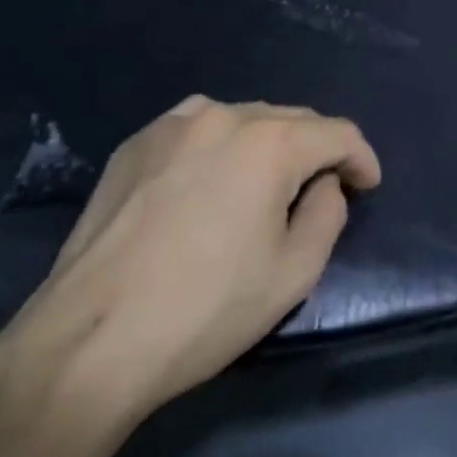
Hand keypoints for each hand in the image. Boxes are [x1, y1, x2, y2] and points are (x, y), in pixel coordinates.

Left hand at [0, 97, 380, 433]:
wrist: (89, 340)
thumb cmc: (204, 309)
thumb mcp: (294, 273)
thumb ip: (328, 213)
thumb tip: (321, 183)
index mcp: (270, 143)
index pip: (338, 132)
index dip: (361, 158)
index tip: (367, 186)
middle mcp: (225, 115)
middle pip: (293, 119)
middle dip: (317, 149)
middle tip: (324, 187)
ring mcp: (174, 124)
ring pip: (245, 118)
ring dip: (269, 143)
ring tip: (267, 182)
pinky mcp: (137, 143)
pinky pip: (199, 128)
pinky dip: (222, 145)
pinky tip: (212, 180)